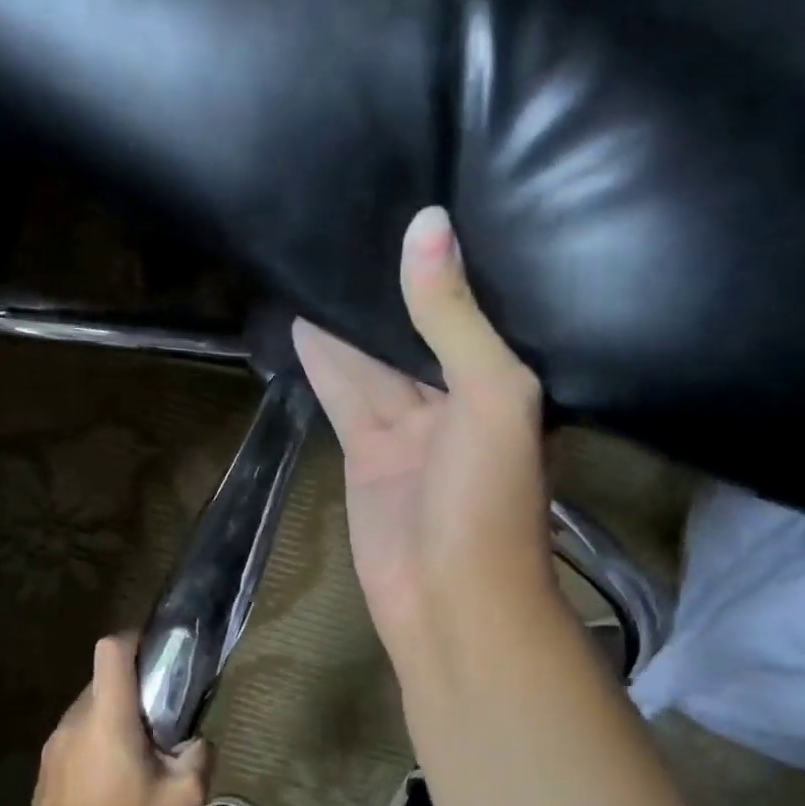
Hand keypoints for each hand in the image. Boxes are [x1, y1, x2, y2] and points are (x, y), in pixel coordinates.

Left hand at [25, 634, 212, 805]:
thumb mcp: (184, 798)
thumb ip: (200, 756)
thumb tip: (195, 741)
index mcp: (108, 717)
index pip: (111, 649)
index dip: (135, 639)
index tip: (159, 656)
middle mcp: (76, 720)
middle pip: (105, 678)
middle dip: (135, 688)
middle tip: (162, 718)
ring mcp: (55, 743)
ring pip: (91, 707)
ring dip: (117, 716)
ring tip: (140, 754)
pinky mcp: (47, 767)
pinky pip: (78, 734)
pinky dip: (99, 739)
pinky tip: (115, 779)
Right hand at [293, 207, 552, 671]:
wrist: (451, 600)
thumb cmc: (487, 499)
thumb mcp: (490, 396)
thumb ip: (455, 318)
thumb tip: (427, 224)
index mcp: (502, 383)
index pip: (469, 309)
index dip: (443, 265)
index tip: (414, 204)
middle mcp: (457, 399)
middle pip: (415, 331)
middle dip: (387, 287)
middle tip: (352, 217)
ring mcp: (408, 428)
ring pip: (373, 360)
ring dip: (347, 320)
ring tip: (316, 257)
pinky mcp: (367, 453)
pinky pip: (344, 395)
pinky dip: (324, 361)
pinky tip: (302, 321)